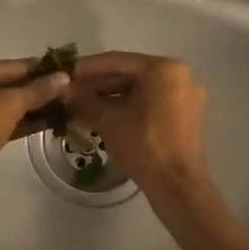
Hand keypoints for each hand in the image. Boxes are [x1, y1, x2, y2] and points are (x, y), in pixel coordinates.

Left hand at [0, 58, 72, 216]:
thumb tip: (64, 78)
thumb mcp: (9, 106)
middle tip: (62, 90)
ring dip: (24, 108)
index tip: (60, 69)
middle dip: (30, 91)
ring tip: (58, 106)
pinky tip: (40, 123)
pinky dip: (11, 122)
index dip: (34, 69)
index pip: (2, 66)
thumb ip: (37, 90)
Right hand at [66, 53, 214, 211]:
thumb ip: (85, 100)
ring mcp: (185, 97)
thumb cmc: (144, 146)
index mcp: (164, 69)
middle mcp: (179, 76)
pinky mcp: (184, 116)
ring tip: (81, 106)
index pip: (117, 61)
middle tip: (69, 92)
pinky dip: (127, 108)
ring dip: (110, 98)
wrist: (177, 187)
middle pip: (129, 74)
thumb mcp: (109, 120)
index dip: (86, 68)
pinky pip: (150, 103)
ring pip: (139, 90)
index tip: (63, 72)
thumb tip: (65, 91)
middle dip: (97, 85)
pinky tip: (103, 117)